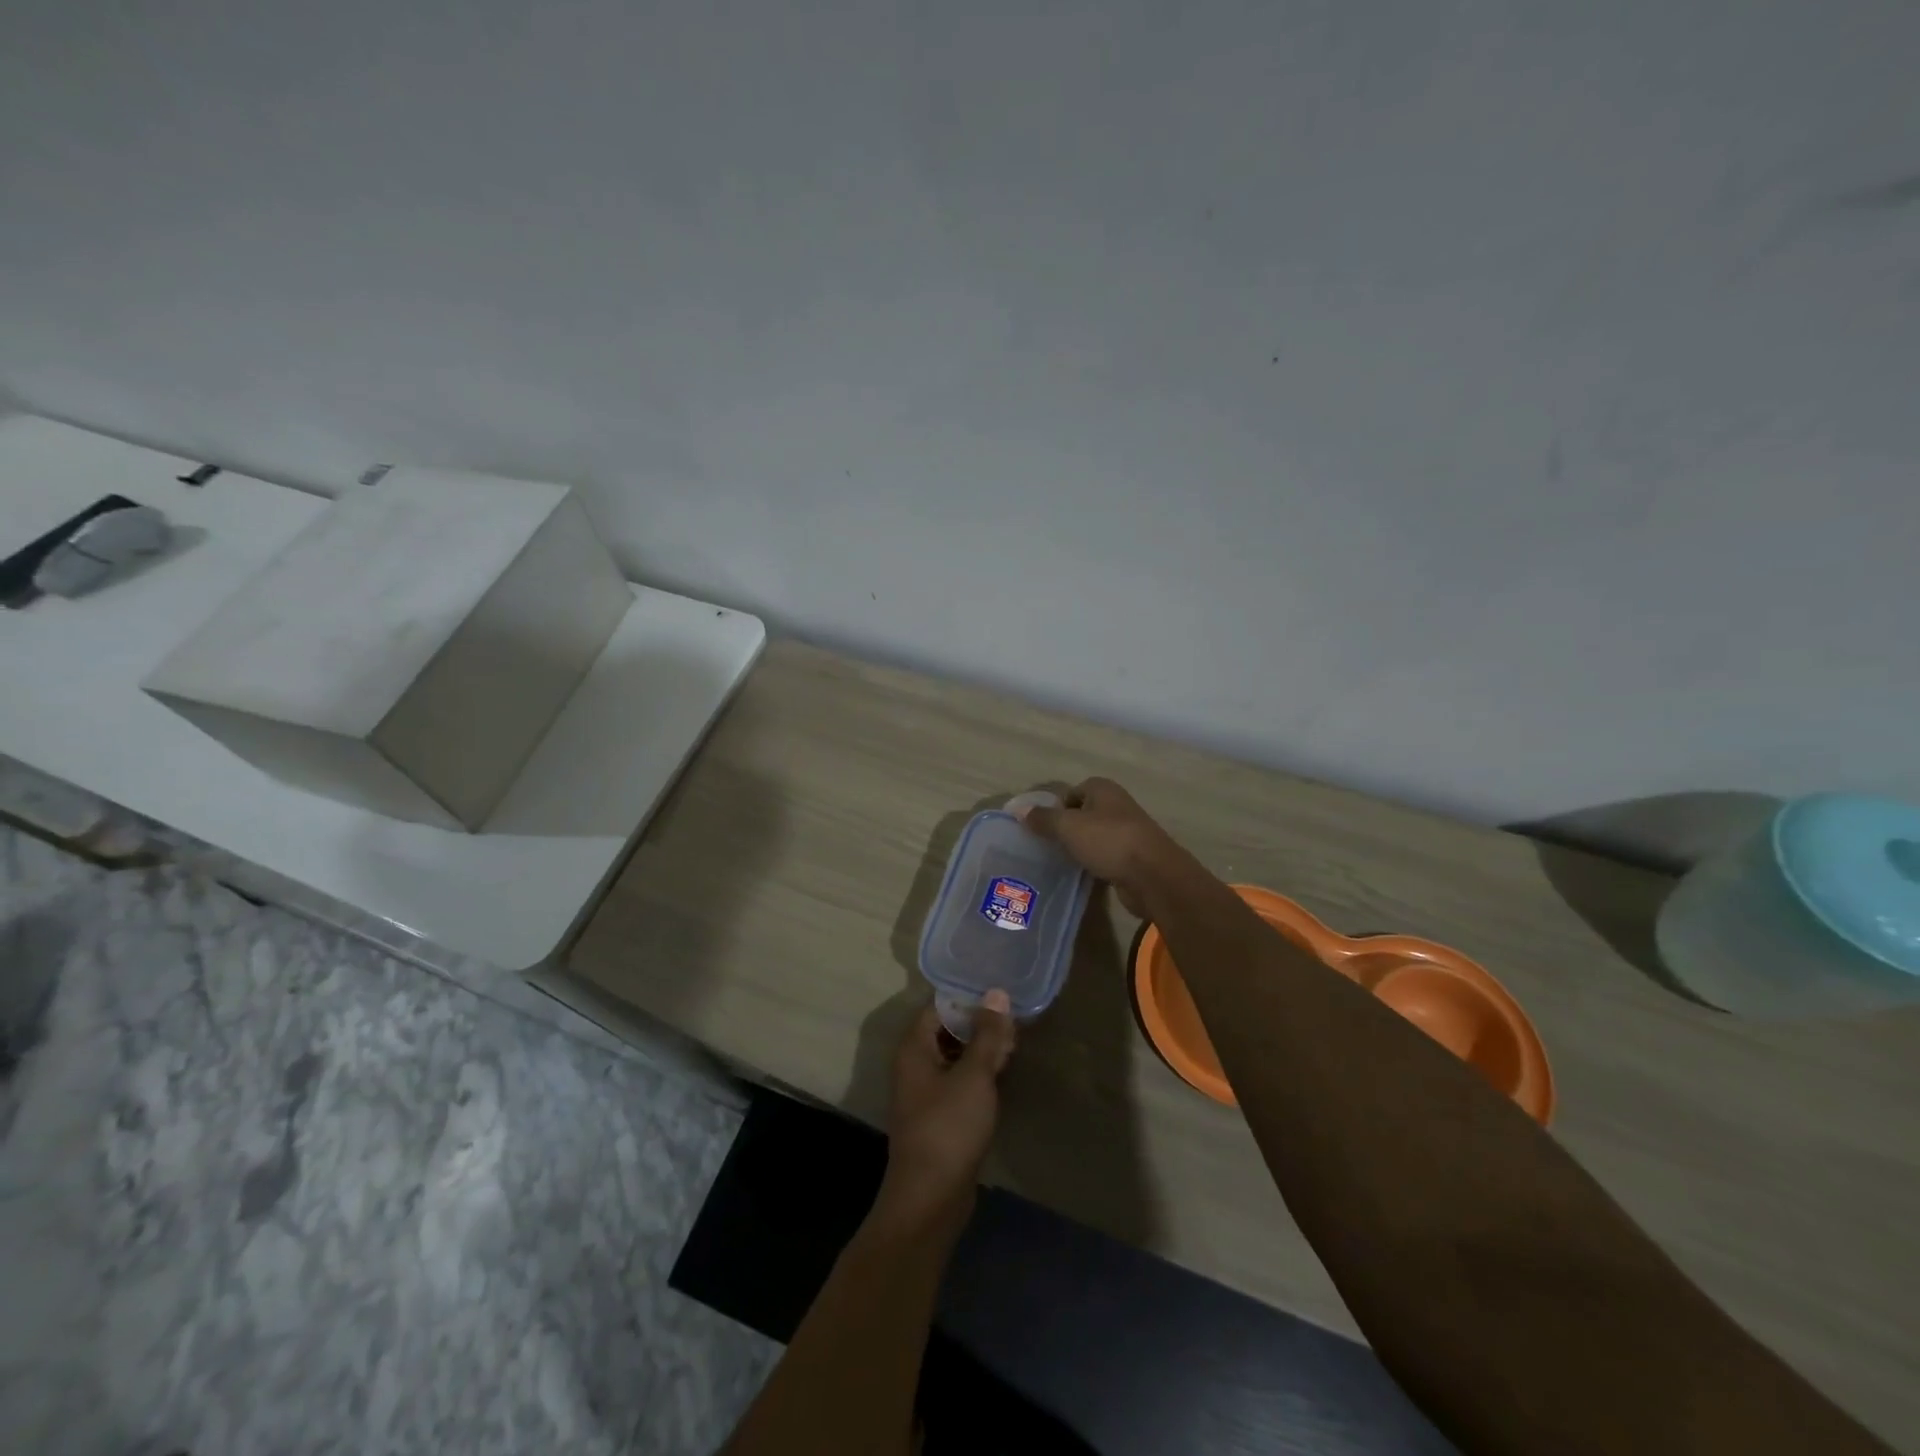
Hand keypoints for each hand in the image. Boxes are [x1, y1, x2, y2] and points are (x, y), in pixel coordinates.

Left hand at [876, 991, 1015, 1233]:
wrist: (930, 1198)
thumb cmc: (949, 1127)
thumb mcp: (974, 1076)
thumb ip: (987, 1034)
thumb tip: (996, 994)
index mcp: (914, 1048)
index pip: (938, 1007)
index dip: (967, 998)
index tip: (999, 993)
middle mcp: (914, 1065)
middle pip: (947, 1030)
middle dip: (979, 1024)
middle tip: (1013, 1020)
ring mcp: (925, 1092)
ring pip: (955, 1057)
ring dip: (981, 1050)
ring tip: (1014, 1043)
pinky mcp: (938, 1116)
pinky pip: (958, 1081)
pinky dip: (978, 1074)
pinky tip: (1003, 1073)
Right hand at [1016, 777, 1184, 917]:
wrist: (1153, 875)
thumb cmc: (1109, 841)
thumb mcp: (1068, 827)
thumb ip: (1043, 818)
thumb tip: (1019, 810)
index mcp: (1103, 789)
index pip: (1071, 792)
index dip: (1055, 807)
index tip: (1039, 827)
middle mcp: (1116, 805)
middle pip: (1082, 814)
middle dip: (1065, 828)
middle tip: (1044, 845)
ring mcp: (1127, 832)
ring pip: (1094, 836)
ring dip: (1079, 847)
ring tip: (1057, 861)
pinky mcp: (1132, 857)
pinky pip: (1105, 855)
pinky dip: (1093, 862)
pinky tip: (1080, 874)